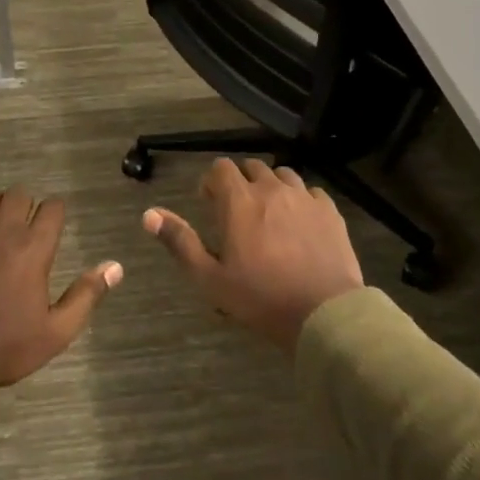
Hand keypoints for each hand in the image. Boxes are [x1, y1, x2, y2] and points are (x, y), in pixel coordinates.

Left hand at [0, 186, 122, 385]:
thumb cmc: (7, 346)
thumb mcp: (57, 331)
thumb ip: (86, 295)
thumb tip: (114, 266)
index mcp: (34, 249)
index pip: (52, 209)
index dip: (57, 211)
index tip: (56, 222)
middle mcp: (4, 232)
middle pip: (19, 195)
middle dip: (28, 203)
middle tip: (28, 223)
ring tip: (0, 218)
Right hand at [142, 158, 362, 351]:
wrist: (324, 313)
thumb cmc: (260, 297)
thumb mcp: (210, 278)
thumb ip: (180, 241)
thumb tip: (149, 214)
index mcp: (239, 200)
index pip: (221, 167)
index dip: (212, 182)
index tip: (211, 204)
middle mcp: (271, 189)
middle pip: (252, 166)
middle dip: (241, 182)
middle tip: (238, 213)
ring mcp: (304, 197)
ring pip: (283, 174)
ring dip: (271, 187)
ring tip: (270, 214)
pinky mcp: (330, 211)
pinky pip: (311, 192)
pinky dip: (301, 200)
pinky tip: (301, 223)